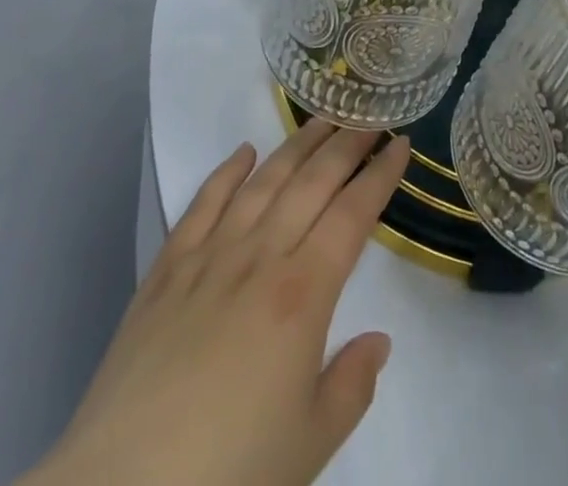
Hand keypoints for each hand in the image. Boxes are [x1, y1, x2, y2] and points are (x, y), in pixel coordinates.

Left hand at [21, 121, 411, 485]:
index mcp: (303, 294)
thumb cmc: (230, 474)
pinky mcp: (167, 269)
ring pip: (263, 182)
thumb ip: (352, 385)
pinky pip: (202, 204)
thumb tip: (378, 339)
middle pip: (312, 183)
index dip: (380, 176)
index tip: (401, 144)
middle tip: (369, 116)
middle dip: (346, 145)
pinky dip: (226, 172)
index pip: (353, 215)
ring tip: (321, 119)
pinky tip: (243, 152)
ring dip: (296, 145)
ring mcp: (210, 257)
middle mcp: (260, 257)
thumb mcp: (310, 445)